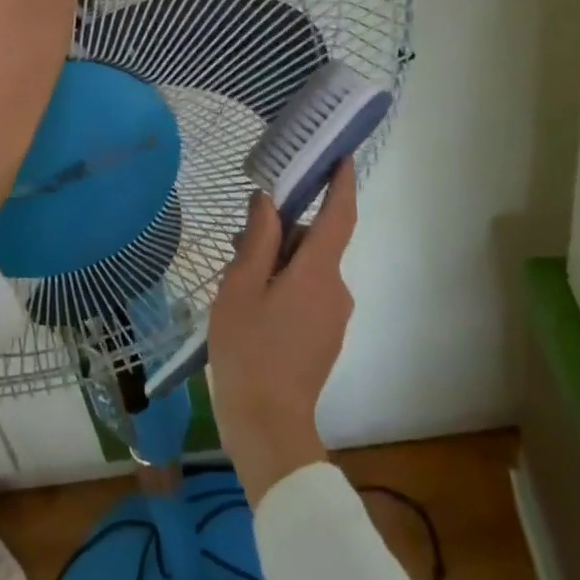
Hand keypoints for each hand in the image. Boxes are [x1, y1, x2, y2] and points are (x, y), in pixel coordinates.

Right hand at [208, 160, 358, 504]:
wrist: (268, 425)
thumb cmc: (248, 349)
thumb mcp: (240, 287)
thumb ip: (258, 240)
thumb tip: (269, 201)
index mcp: (317, 272)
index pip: (339, 214)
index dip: (342, 181)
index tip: (340, 154)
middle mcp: (336, 289)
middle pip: (316, 241)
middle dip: (283, 231)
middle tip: (239, 239)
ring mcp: (334, 315)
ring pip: (309, 268)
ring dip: (279, 261)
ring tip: (238, 278)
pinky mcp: (326, 335)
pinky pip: (309, 292)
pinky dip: (286, 284)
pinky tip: (253, 304)